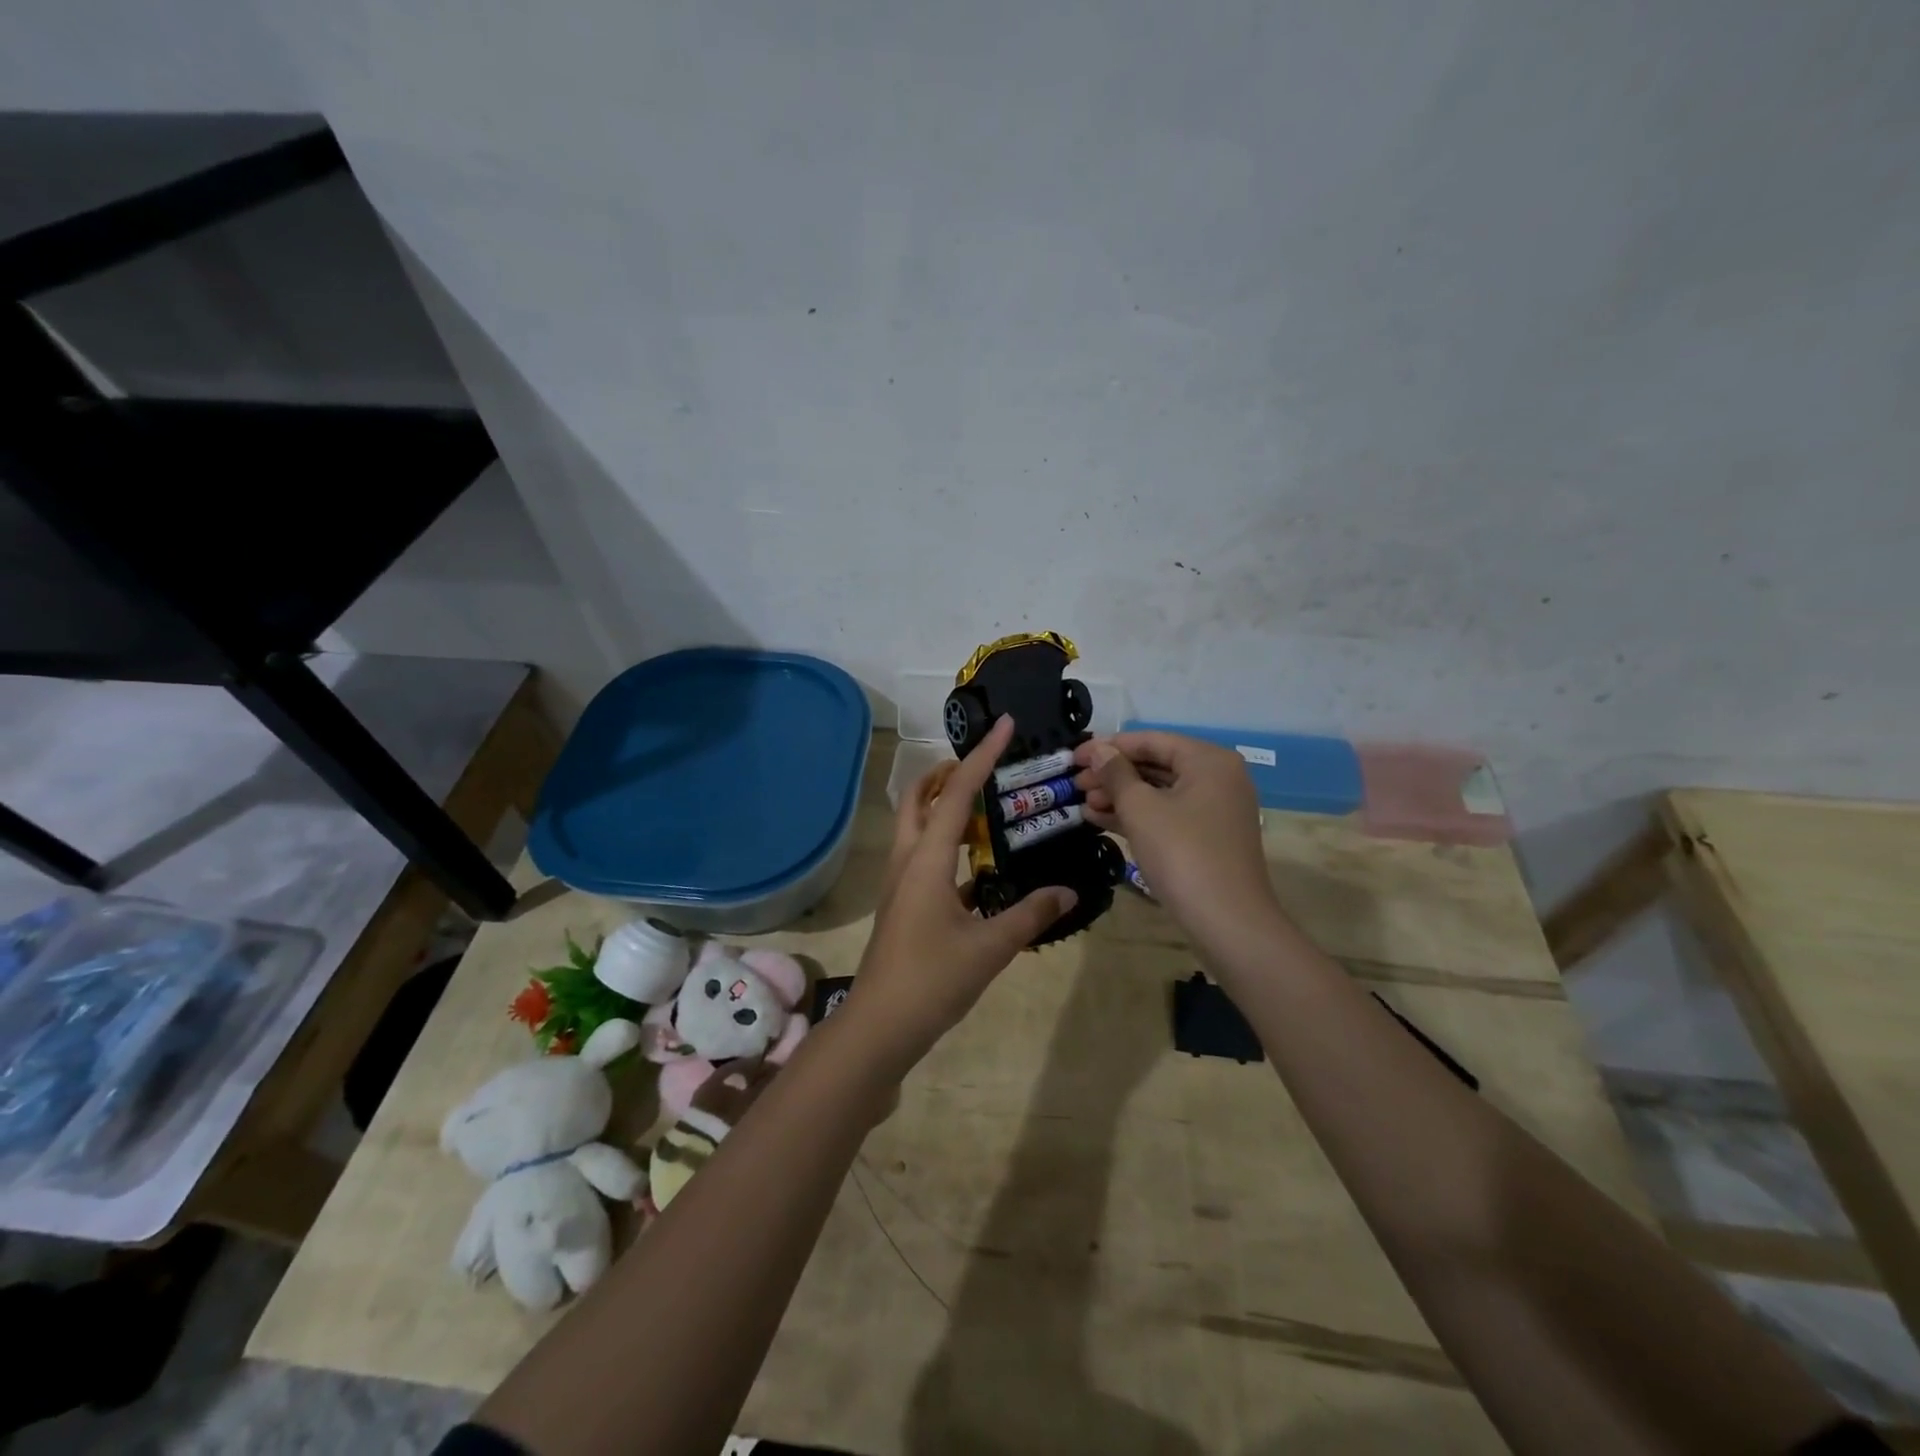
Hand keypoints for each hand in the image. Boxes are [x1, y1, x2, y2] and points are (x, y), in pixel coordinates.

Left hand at [840, 715, 1076, 1075]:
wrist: (880, 1027)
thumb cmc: (932, 980)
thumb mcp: (989, 948)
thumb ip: (1030, 915)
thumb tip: (1067, 891)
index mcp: (928, 860)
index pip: (956, 794)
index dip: (982, 758)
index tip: (1003, 726)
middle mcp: (909, 862)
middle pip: (919, 799)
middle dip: (946, 774)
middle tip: (984, 767)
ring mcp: (902, 884)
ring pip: (918, 827)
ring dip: (944, 807)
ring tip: (986, 806)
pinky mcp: (905, 905)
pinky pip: (926, 858)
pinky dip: (949, 845)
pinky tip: (979, 865)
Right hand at [1074, 731, 1282, 952]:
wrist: (1227, 921)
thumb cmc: (1182, 854)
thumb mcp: (1141, 808)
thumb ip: (1116, 773)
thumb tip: (1097, 750)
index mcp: (1208, 760)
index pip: (1151, 740)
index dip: (1109, 747)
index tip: (1073, 757)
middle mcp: (1217, 777)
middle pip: (1156, 765)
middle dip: (1113, 774)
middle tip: (1075, 784)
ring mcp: (1214, 810)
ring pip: (1159, 792)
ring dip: (1120, 796)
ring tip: (1082, 804)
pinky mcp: (1207, 838)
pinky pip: (1167, 815)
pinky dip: (1136, 816)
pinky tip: (1100, 821)